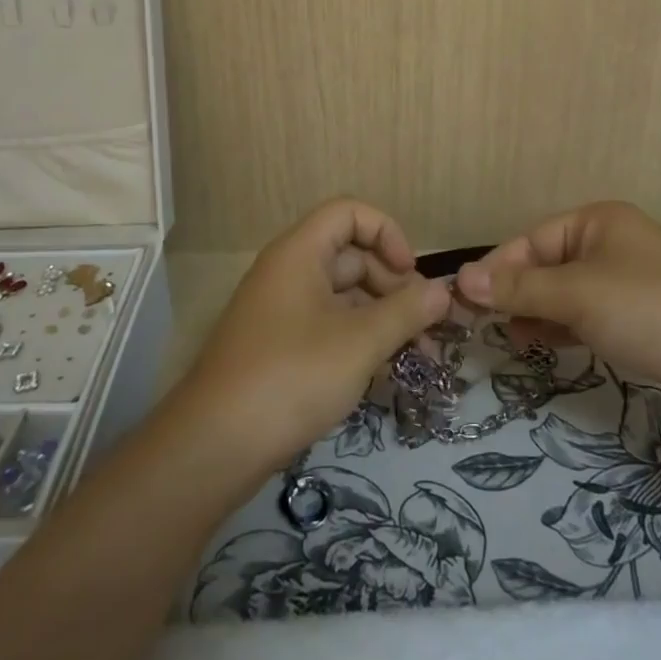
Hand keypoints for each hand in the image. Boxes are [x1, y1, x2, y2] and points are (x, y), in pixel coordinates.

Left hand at [176, 198, 450, 472]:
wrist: (216, 446)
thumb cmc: (292, 376)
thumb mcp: (359, 342)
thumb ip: (406, 311)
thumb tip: (444, 291)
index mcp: (299, 253)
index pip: (349, 213)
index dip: (386, 233)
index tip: (411, 274)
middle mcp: (288, 273)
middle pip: (351, 256)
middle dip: (393, 285)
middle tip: (424, 327)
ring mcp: (282, 312)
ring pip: (343, 296)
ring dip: (382, 318)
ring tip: (416, 357)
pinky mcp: (280, 347)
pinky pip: (329, 326)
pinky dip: (359, 340)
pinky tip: (383, 372)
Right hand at [454, 201, 660, 424]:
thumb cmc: (650, 311)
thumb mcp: (577, 296)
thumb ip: (519, 289)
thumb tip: (461, 279)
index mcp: (597, 221)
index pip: (531, 241)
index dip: (497, 270)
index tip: (464, 300)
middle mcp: (609, 243)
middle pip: (545, 266)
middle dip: (515, 294)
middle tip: (481, 325)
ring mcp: (625, 281)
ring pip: (563, 293)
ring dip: (535, 313)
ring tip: (508, 339)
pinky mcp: (636, 317)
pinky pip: (585, 314)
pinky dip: (561, 326)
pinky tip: (539, 343)